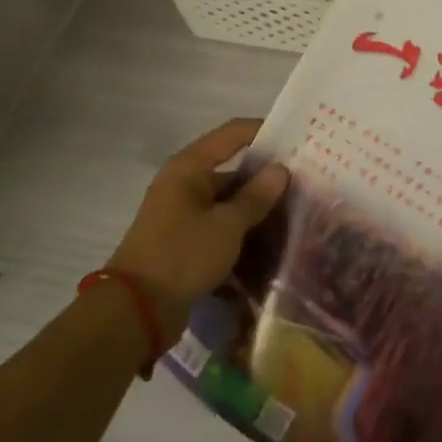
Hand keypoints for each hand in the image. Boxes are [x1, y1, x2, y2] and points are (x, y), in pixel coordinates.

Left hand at [106, 119, 288, 333]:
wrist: (137, 310)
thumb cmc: (182, 255)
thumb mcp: (227, 225)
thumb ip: (256, 197)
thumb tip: (280, 169)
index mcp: (189, 167)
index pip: (232, 134)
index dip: (263, 131)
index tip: (297, 138)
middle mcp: (183, 184)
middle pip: (231, 169)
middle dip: (265, 177)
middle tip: (304, 183)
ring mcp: (182, 214)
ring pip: (227, 202)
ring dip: (255, 208)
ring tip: (295, 214)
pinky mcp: (184, 241)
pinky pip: (219, 226)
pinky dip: (241, 231)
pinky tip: (269, 242)